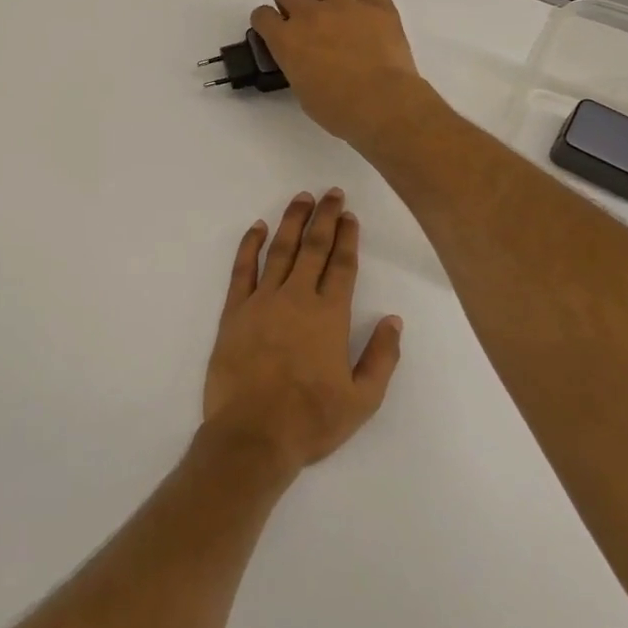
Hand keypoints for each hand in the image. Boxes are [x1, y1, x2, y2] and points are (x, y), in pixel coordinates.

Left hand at [203, 189, 403, 475]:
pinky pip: (242, 269)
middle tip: (331, 192)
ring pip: (279, 250)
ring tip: (301, 198)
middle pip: (313, 247)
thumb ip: (381, 357)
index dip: (348, 238)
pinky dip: (249, 245)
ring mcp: (262, 301)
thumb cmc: (311, 420)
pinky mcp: (234, 311)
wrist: (252, 435)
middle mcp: (297, 298)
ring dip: (291, 221)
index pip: (342, 265)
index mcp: (330, 316)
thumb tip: (393, 320)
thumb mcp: (363, 400)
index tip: (350, 216)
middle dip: (325, 217)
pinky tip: (257, 227)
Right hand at [250, 0, 428, 148]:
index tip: (275, 32)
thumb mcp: (302, 91)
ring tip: (336, 10)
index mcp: (286, 40)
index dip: (267, 22)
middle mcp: (310, 15)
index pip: (262, 15)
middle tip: (301, 16)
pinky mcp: (377, 6)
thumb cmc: (337, 109)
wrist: (381, 104)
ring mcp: (344, 6)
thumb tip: (305, 60)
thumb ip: (297, 66)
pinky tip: (370, 11)